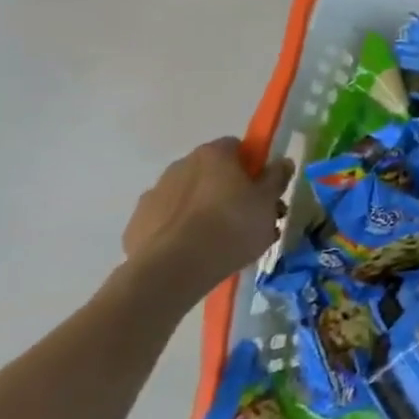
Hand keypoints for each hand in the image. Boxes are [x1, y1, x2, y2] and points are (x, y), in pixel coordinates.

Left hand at [120, 137, 292, 310]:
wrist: (172, 271)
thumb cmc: (231, 227)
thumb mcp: (267, 203)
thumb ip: (276, 178)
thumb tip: (281, 162)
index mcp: (213, 154)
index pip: (238, 147)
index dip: (254, 167)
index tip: (264, 190)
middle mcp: (180, 165)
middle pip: (214, 173)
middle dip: (232, 191)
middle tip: (251, 220)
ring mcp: (154, 194)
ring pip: (190, 198)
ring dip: (206, 211)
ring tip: (224, 243)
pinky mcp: (137, 225)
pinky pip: (169, 221)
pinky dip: (182, 231)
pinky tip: (196, 254)